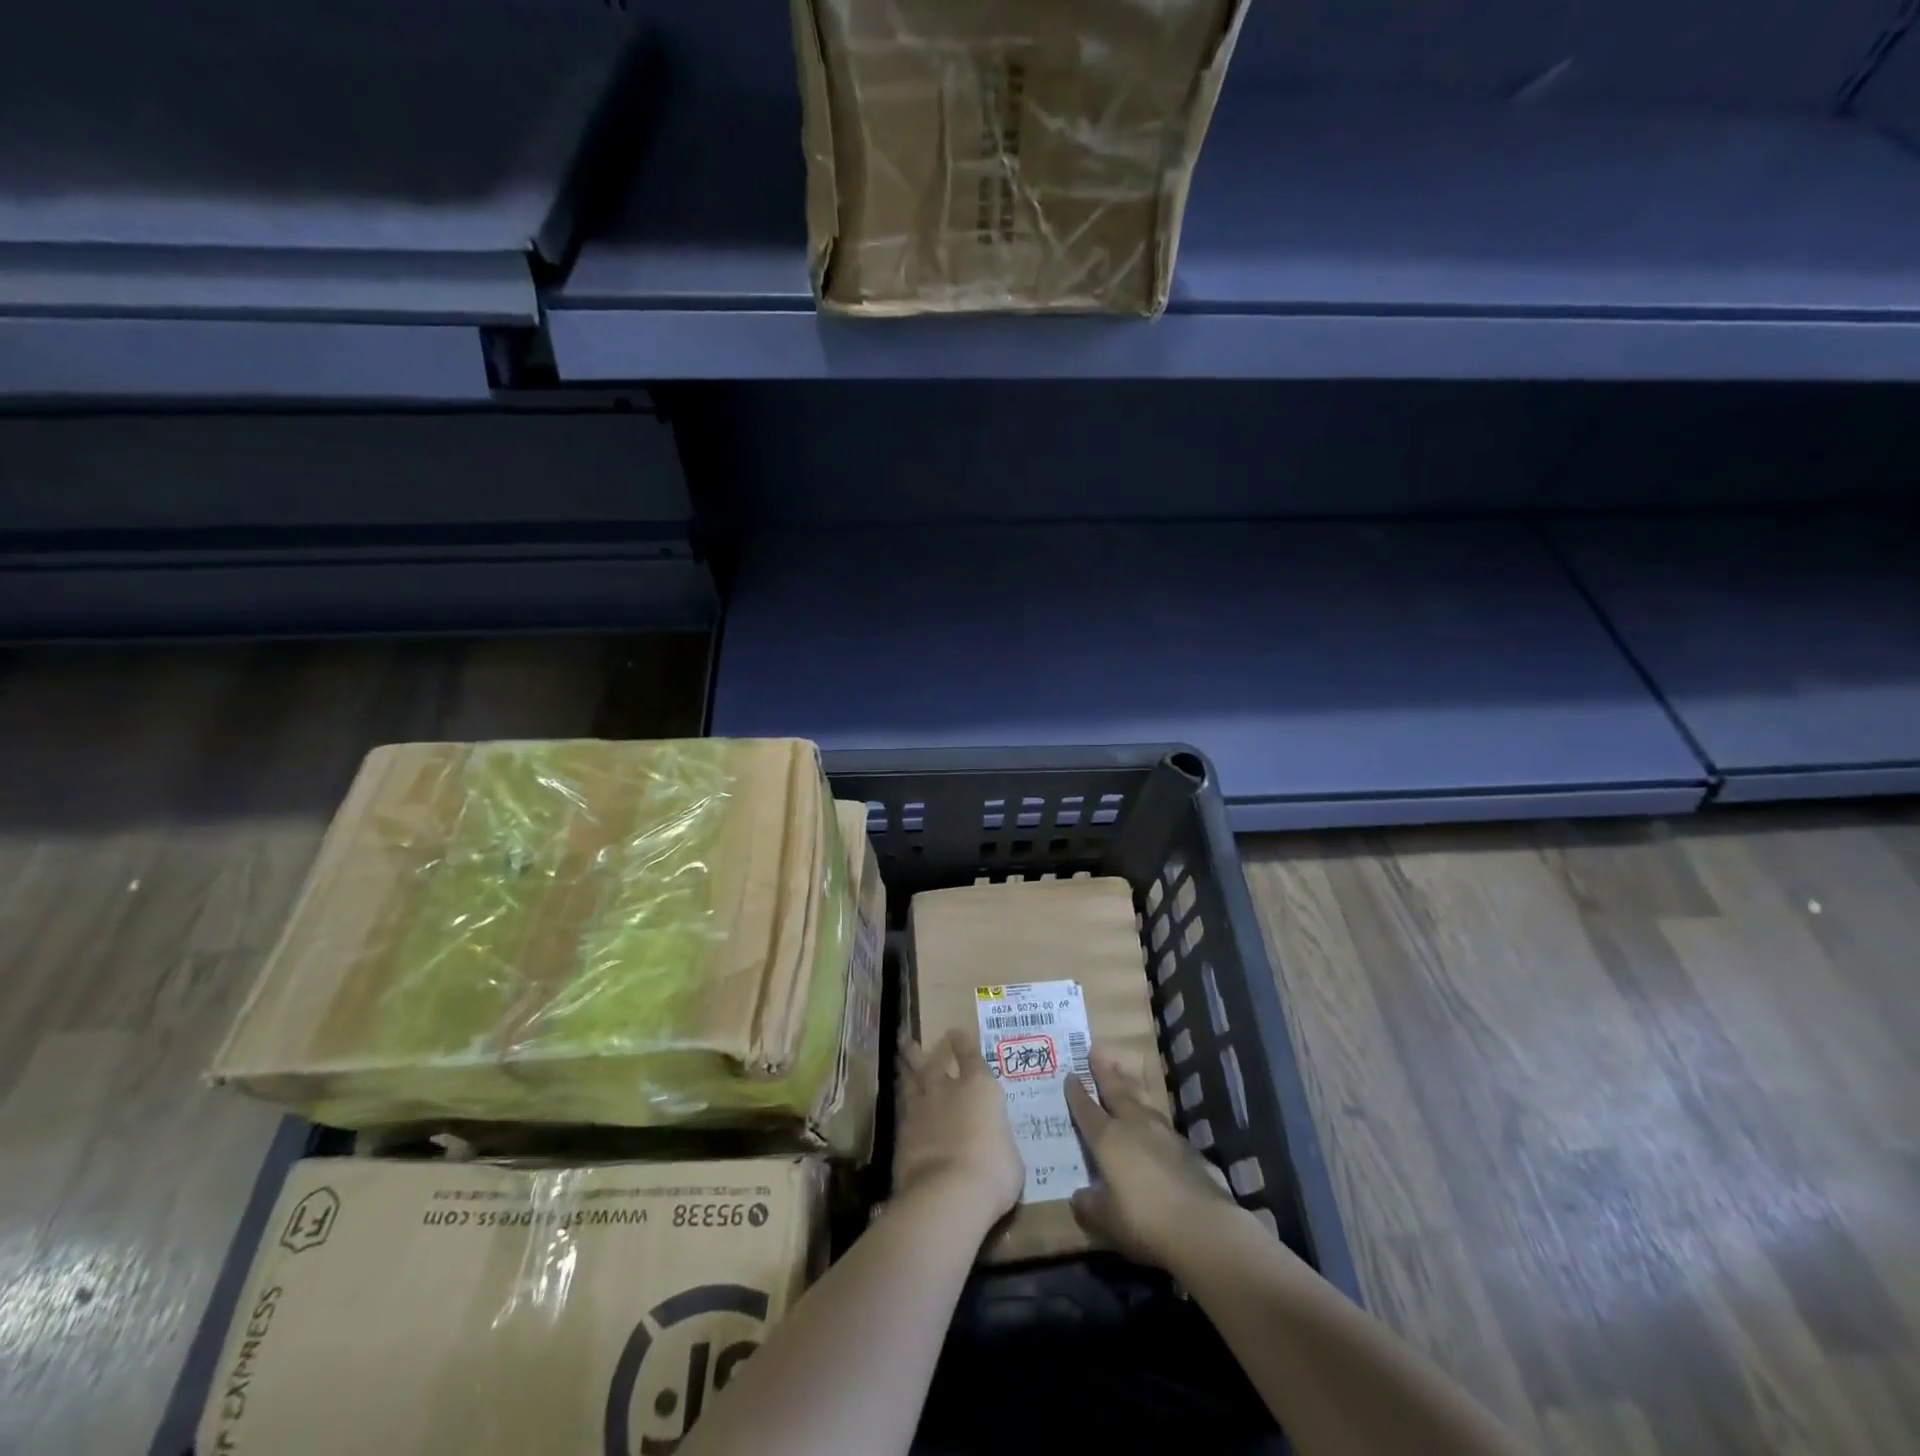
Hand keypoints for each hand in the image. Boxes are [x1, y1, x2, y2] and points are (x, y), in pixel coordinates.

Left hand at [894, 1029, 1023, 1229]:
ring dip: (905, 1070)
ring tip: (899, 1060)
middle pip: (931, 1064)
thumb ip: (998, 1141)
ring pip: (911, 1082)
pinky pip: (902, 1111)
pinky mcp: (902, 1134)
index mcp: (980, 1089)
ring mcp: (922, 1110)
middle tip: (907, 1039)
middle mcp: (949, 1090)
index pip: (971, 1057)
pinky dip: (902, 1105)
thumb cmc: (993, 1171)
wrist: (948, 1193)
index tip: (955, 1032)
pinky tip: (900, 1107)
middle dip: (920, 1051)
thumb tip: (993, 1145)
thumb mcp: (1010, 1156)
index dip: (963, 1044)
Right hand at [1065, 1044, 1238, 1267]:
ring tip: (1123, 1070)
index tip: (1070, 1075)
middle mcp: (1132, 1126)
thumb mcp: (1106, 1220)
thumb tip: (1078, 1196)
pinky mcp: (1185, 1146)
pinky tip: (1152, 1117)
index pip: (1086, 1110)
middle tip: (1096, 1051)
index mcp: (1107, 1139)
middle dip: (1104, 1072)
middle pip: (1115, 1092)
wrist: (1201, 1225)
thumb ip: (1089, 1205)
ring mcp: (1161, 1132)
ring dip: (1129, 1083)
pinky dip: (1150, 1111)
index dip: (1077, 1094)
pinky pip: (1160, 1120)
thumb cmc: (1143, 1220)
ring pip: (1140, 1099)